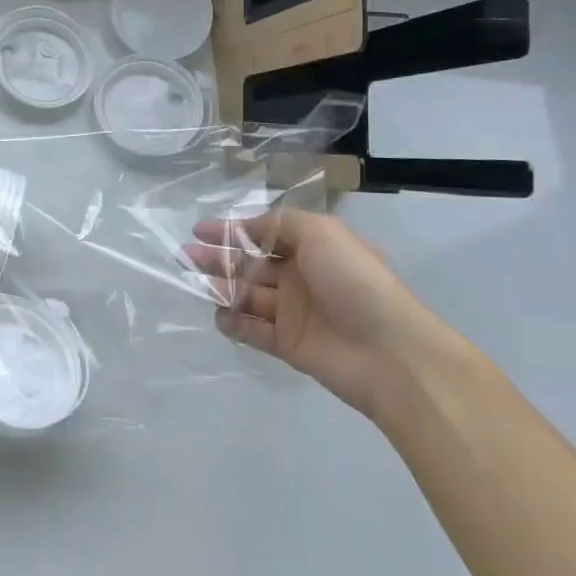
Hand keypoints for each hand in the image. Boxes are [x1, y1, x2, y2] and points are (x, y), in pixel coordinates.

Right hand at [187, 210, 458, 420]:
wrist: (389, 352)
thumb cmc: (354, 281)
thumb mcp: (321, 232)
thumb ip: (279, 223)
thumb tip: (247, 229)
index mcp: (313, 247)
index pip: (264, 233)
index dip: (232, 230)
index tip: (199, 230)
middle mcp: (302, 276)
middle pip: (250, 264)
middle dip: (218, 258)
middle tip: (186, 256)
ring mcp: (294, 312)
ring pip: (248, 295)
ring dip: (221, 287)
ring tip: (194, 283)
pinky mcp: (288, 344)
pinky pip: (253, 330)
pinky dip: (234, 322)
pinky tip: (218, 315)